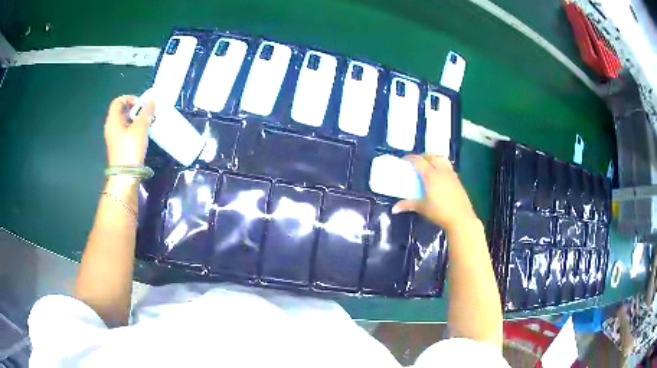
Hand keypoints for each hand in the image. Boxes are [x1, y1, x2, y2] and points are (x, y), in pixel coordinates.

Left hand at [104, 95, 154, 165]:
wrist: (125, 175)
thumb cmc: (130, 149)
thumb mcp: (140, 128)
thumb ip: (146, 112)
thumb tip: (151, 101)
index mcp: (113, 120)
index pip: (118, 101)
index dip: (129, 98)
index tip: (140, 103)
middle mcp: (111, 127)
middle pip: (121, 111)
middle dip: (134, 109)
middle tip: (145, 113)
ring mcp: (114, 137)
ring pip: (124, 121)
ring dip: (135, 119)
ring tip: (146, 123)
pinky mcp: (118, 146)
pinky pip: (125, 131)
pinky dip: (133, 128)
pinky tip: (142, 134)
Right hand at [392, 154, 477, 231]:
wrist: (461, 218)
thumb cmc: (440, 212)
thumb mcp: (422, 208)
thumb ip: (408, 205)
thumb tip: (394, 209)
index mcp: (431, 175)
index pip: (419, 161)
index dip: (410, 158)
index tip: (404, 160)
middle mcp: (441, 171)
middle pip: (431, 156)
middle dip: (422, 156)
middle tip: (415, 162)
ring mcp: (451, 174)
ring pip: (441, 159)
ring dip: (433, 158)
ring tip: (428, 165)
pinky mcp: (457, 179)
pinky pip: (447, 166)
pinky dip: (441, 165)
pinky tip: (439, 175)